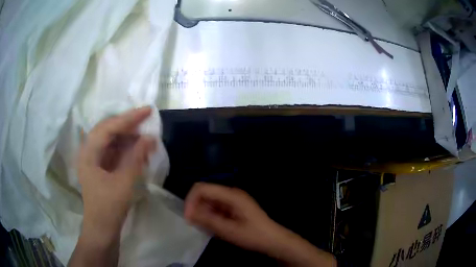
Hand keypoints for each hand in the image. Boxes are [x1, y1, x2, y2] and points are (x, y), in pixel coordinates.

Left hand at [76, 107, 155, 244]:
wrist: (102, 230)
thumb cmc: (109, 209)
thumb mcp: (124, 183)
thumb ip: (136, 158)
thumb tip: (151, 138)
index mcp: (88, 154)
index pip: (108, 128)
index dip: (128, 118)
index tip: (147, 111)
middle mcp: (88, 152)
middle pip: (108, 130)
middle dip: (127, 124)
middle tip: (147, 120)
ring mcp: (94, 160)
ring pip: (111, 140)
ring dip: (128, 137)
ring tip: (145, 136)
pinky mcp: (101, 167)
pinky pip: (114, 151)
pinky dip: (126, 149)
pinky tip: (138, 151)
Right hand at [184, 183, 284, 254]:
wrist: (273, 240)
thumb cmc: (253, 235)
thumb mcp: (229, 230)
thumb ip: (207, 220)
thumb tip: (187, 213)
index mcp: (231, 195)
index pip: (202, 188)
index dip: (191, 200)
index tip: (188, 217)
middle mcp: (231, 193)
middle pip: (205, 194)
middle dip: (196, 208)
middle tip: (197, 225)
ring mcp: (232, 200)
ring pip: (209, 202)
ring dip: (203, 214)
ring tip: (207, 229)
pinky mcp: (233, 207)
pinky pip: (215, 208)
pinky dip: (210, 217)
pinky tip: (214, 228)